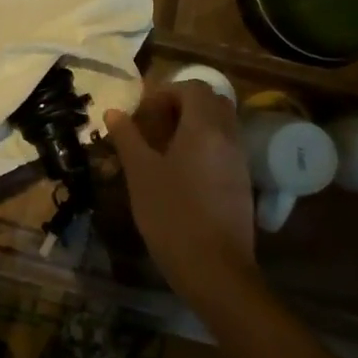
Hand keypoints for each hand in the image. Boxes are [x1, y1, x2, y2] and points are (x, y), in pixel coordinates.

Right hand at [106, 81, 257, 305]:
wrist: (215, 270)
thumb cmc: (172, 215)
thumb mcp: (140, 173)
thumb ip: (127, 137)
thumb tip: (114, 112)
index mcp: (204, 127)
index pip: (192, 87)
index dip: (166, 92)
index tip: (143, 113)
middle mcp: (228, 136)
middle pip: (211, 101)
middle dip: (182, 105)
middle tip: (155, 125)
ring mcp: (239, 160)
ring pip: (220, 124)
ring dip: (194, 125)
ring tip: (164, 148)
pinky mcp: (242, 182)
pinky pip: (225, 147)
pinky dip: (205, 145)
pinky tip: (181, 171)